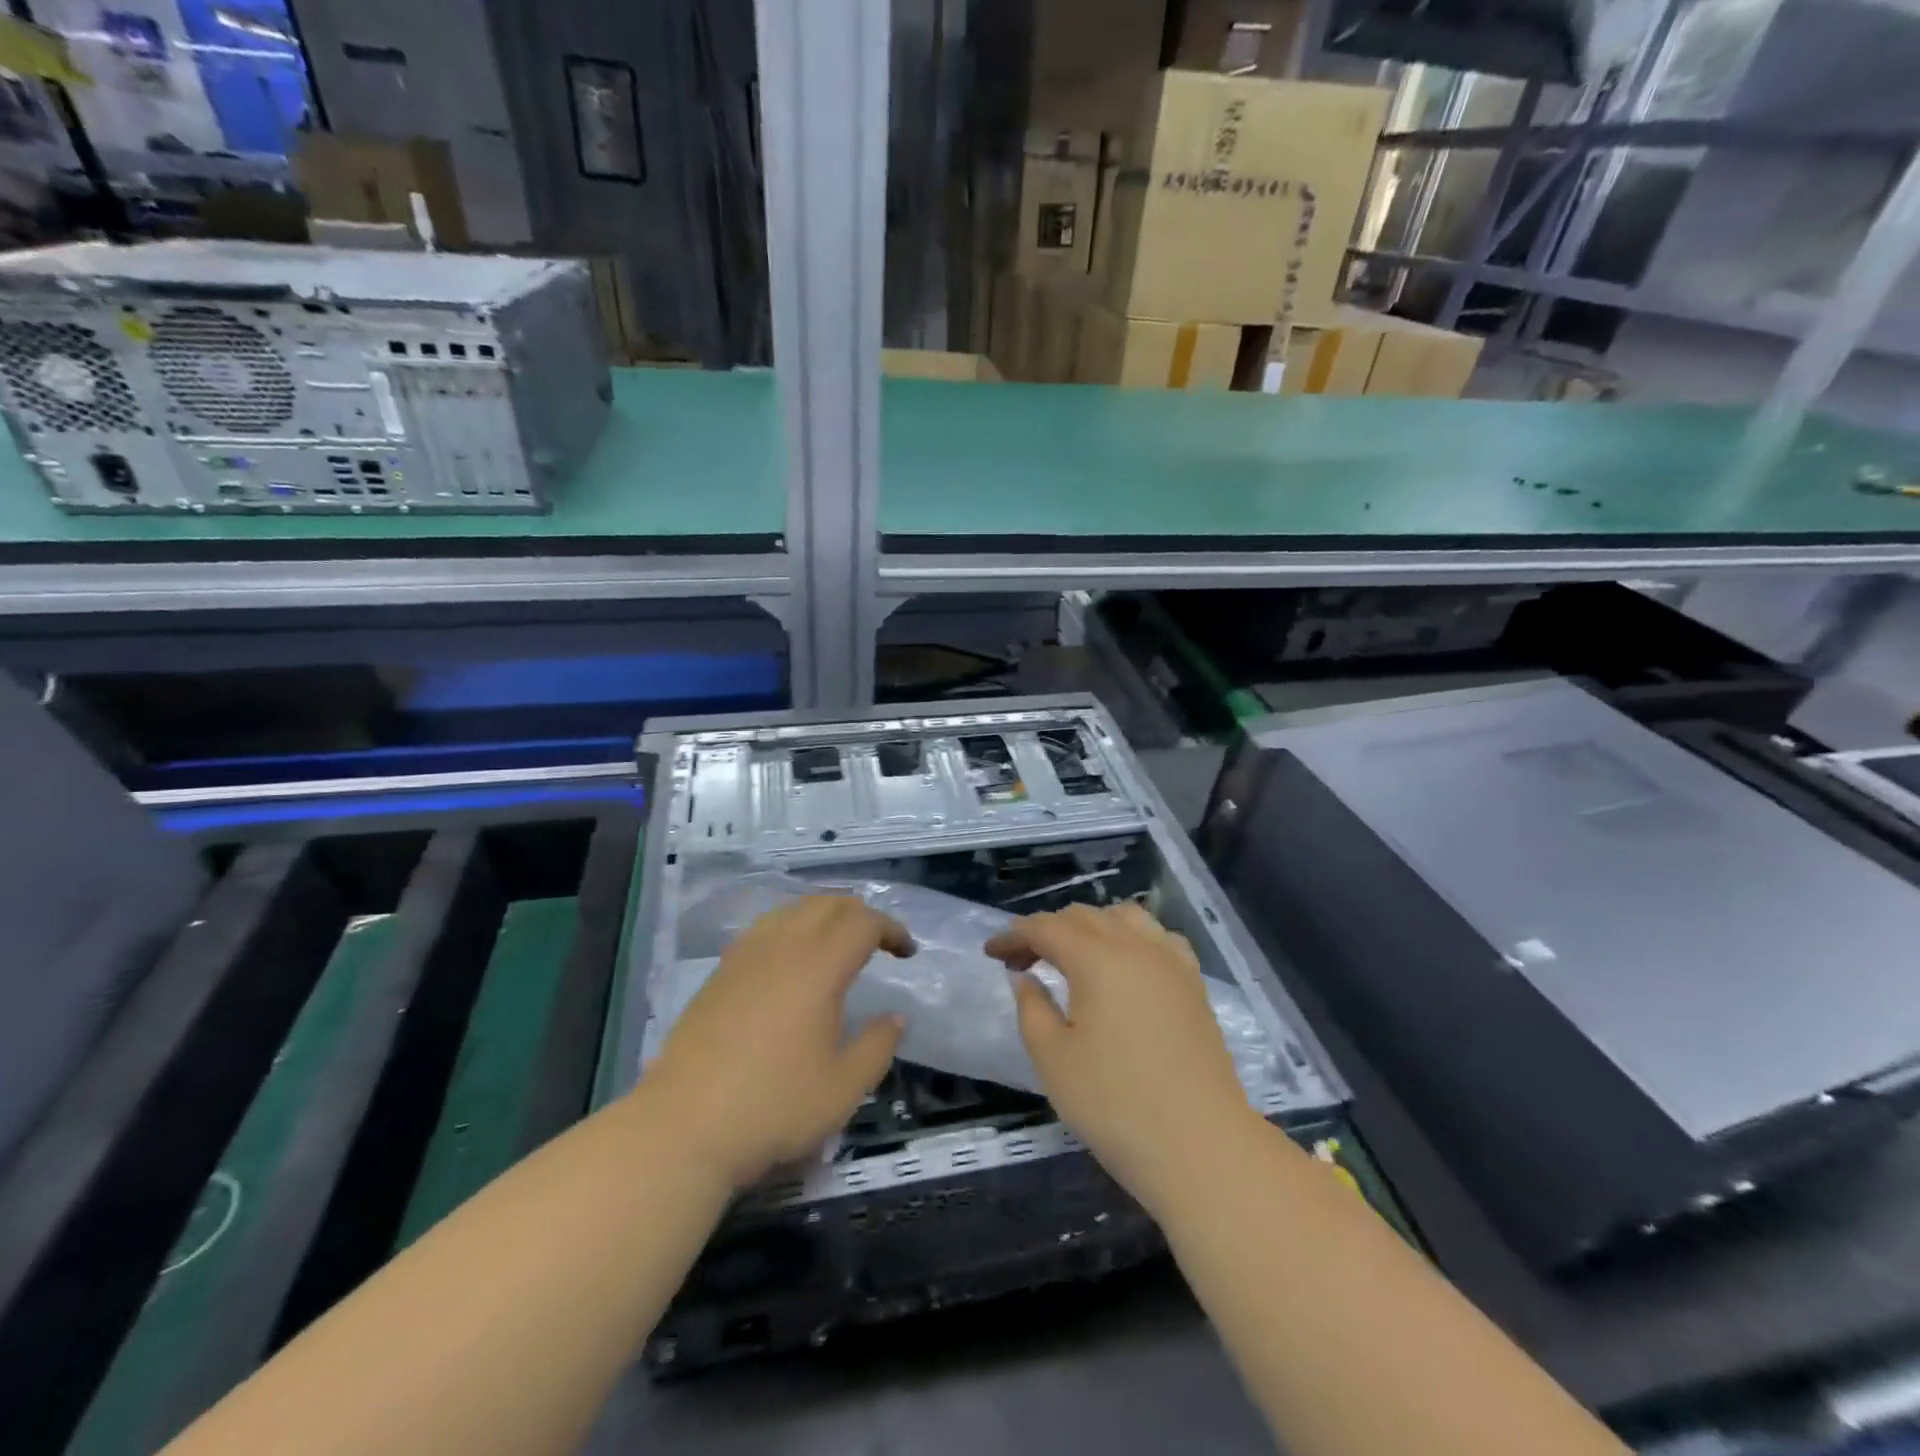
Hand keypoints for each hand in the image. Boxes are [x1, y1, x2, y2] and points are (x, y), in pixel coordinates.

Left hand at [641, 896, 910, 1191]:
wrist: (682, 1127)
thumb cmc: (772, 1108)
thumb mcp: (842, 1089)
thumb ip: (877, 1046)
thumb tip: (895, 1017)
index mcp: (818, 967)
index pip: (863, 923)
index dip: (891, 929)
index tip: (907, 952)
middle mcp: (782, 947)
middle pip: (828, 904)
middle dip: (860, 914)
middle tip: (878, 942)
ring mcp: (745, 956)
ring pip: (793, 909)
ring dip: (824, 916)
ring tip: (838, 945)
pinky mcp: (720, 972)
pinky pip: (766, 927)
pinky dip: (792, 927)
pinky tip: (791, 961)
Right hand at [985, 903, 1262, 1214]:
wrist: (1201, 1145)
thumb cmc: (1115, 1105)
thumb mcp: (1053, 1060)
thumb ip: (1032, 1008)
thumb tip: (1025, 977)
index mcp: (1097, 959)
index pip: (1046, 928)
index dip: (1014, 936)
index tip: (991, 953)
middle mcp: (1136, 946)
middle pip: (1084, 916)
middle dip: (1047, 930)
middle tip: (1022, 961)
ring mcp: (1171, 962)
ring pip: (1124, 917)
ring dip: (1090, 926)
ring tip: (1072, 957)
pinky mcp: (1193, 983)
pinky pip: (1158, 937)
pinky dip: (1131, 938)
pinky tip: (1125, 965)